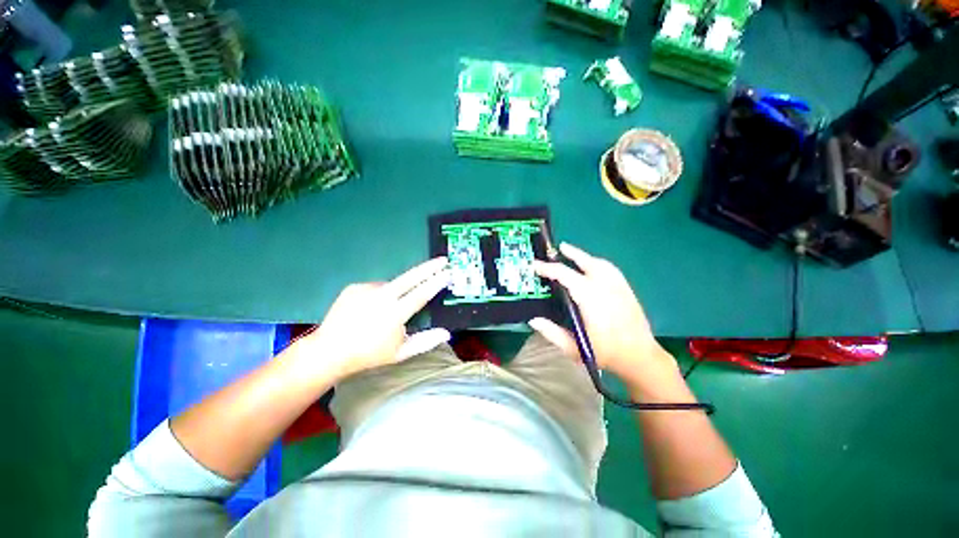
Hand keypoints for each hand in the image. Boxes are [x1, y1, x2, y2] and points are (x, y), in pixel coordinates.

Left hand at [297, 257, 452, 379]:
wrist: (329, 351)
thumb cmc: (368, 355)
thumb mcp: (400, 353)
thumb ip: (426, 341)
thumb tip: (447, 333)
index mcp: (395, 314)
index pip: (422, 293)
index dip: (437, 282)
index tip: (448, 272)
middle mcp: (382, 297)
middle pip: (411, 277)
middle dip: (429, 267)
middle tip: (442, 260)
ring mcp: (366, 289)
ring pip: (392, 284)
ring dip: (398, 290)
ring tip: (387, 310)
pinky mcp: (355, 287)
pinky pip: (376, 287)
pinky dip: (380, 294)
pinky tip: (371, 308)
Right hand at [531, 243, 679, 391]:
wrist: (640, 357)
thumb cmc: (605, 353)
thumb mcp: (573, 348)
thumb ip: (551, 333)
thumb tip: (533, 319)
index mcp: (589, 298)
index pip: (565, 275)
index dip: (547, 268)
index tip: (535, 265)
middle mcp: (604, 287)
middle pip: (586, 262)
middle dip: (571, 254)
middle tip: (558, 248)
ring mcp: (618, 286)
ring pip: (600, 263)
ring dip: (585, 257)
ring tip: (573, 254)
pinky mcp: (627, 289)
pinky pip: (610, 269)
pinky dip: (598, 263)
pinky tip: (593, 267)